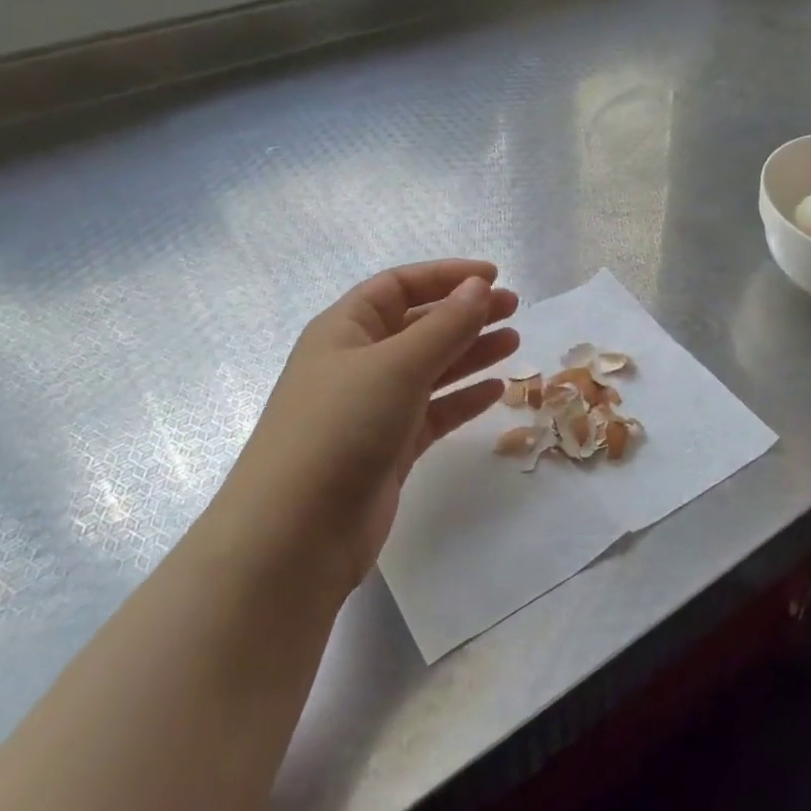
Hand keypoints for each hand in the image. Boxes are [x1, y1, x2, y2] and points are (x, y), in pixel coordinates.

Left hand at [219, 260, 519, 596]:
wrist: (296, 535)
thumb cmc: (341, 428)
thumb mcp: (396, 365)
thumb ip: (445, 325)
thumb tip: (479, 286)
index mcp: (344, 330)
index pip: (399, 286)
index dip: (444, 276)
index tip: (493, 276)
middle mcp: (357, 363)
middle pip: (419, 326)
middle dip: (465, 313)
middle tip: (514, 309)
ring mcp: (372, 408)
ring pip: (430, 368)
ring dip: (471, 352)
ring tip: (514, 342)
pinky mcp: (388, 448)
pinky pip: (433, 411)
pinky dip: (463, 398)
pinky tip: (496, 390)